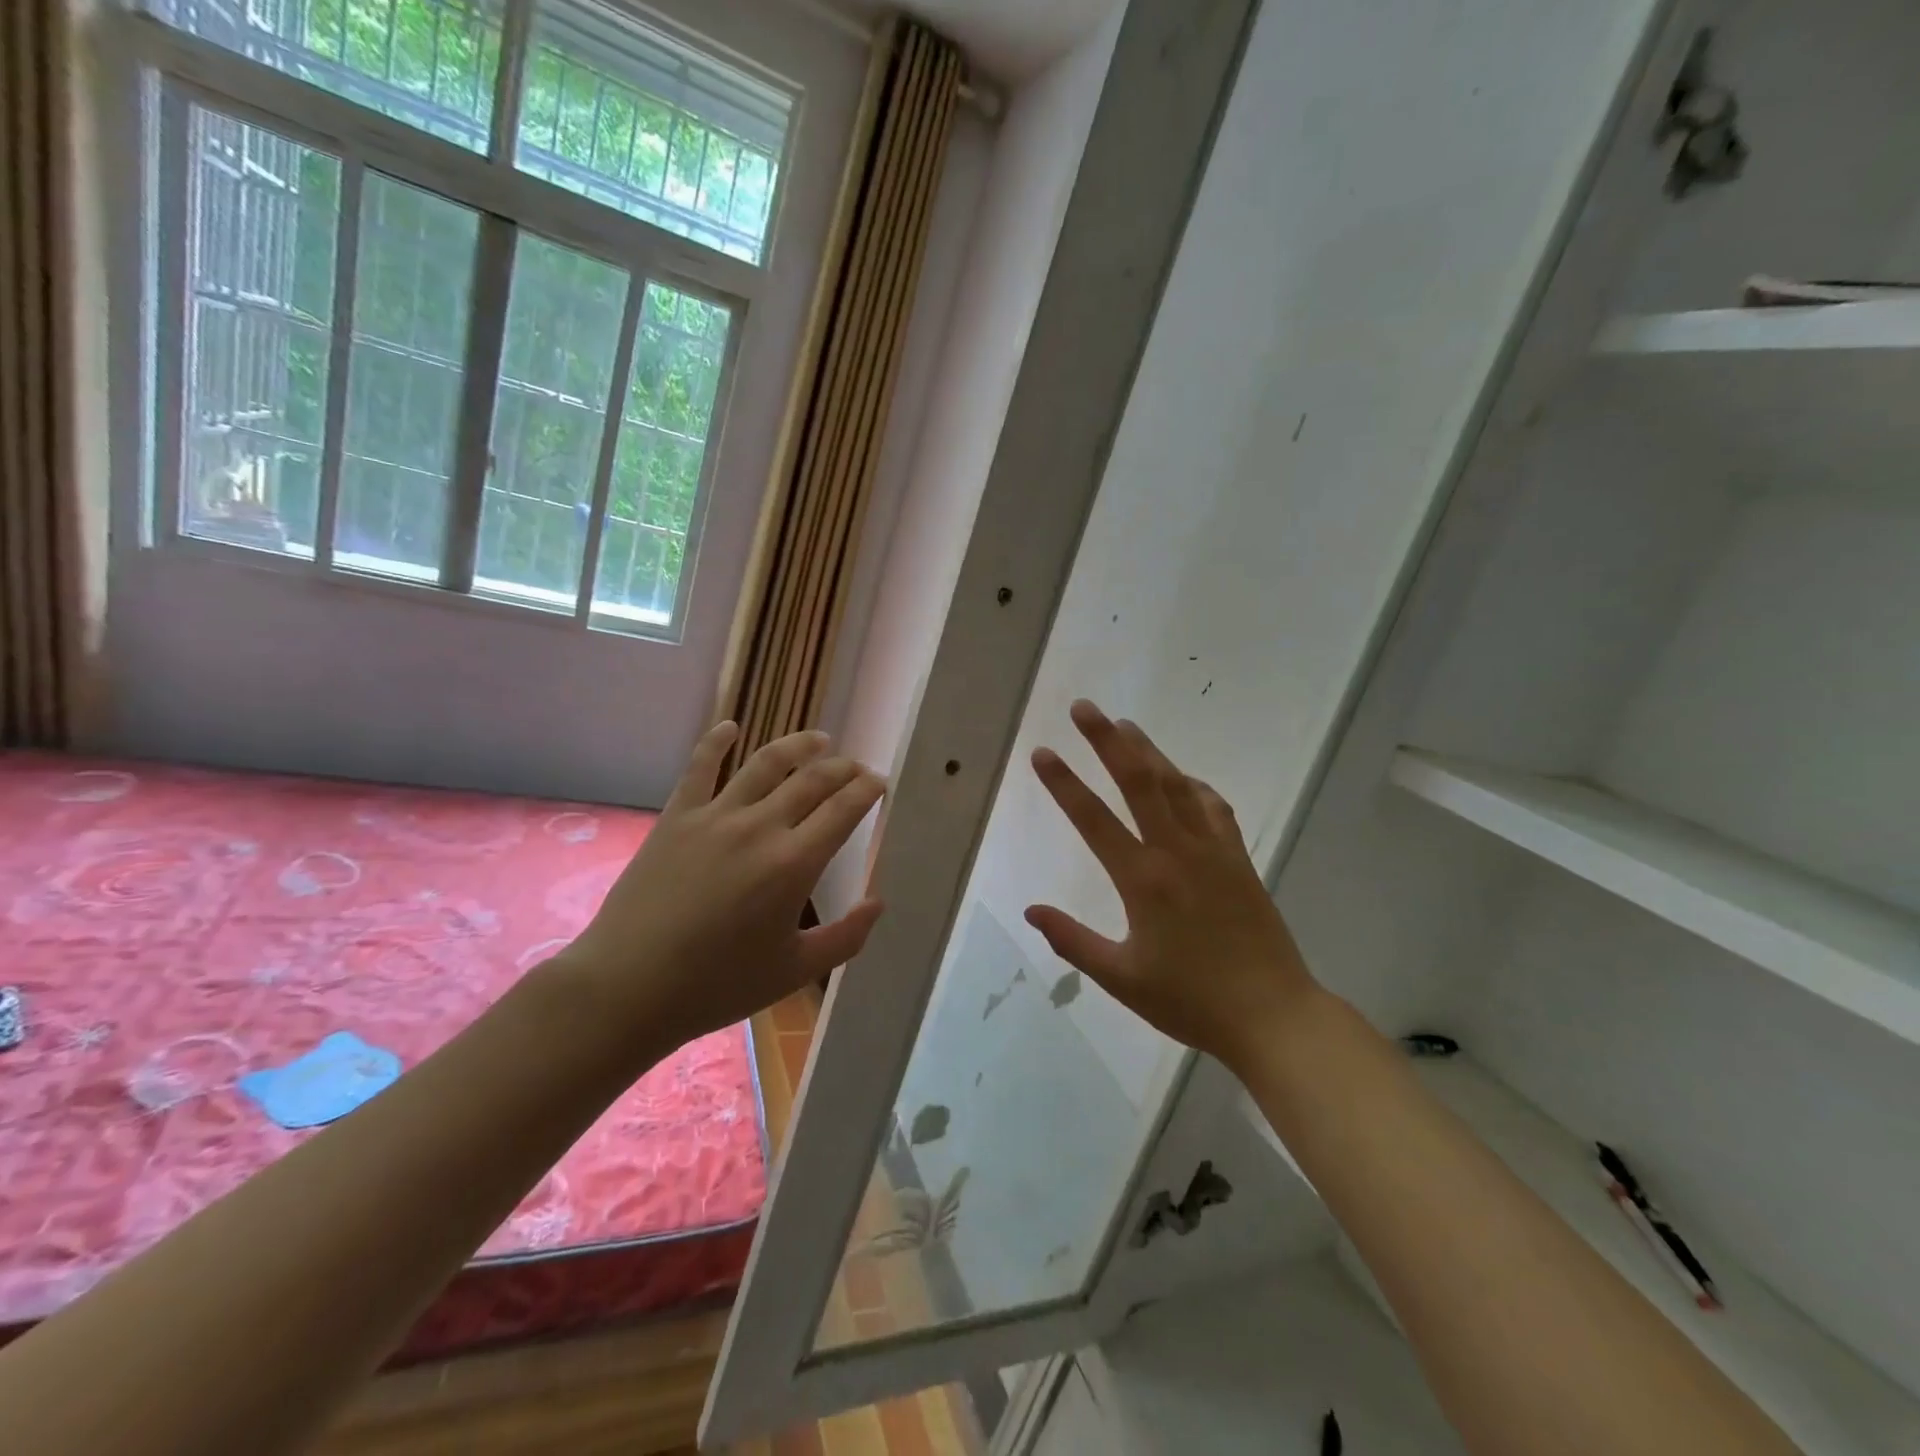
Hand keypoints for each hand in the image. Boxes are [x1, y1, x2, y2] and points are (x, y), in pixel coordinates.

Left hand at [558, 722, 885, 1051]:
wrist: (629, 987)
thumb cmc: (717, 985)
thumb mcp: (794, 971)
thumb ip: (846, 937)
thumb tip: (878, 902)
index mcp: (794, 863)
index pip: (844, 808)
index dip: (868, 789)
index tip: (880, 782)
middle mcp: (760, 827)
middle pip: (813, 780)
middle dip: (843, 768)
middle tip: (856, 768)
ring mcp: (715, 816)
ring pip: (766, 763)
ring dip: (798, 745)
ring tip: (819, 739)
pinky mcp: (677, 817)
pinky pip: (699, 767)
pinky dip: (716, 741)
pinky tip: (730, 727)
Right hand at [1026, 700, 1317, 1075]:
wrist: (1273, 1016)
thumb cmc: (1190, 1001)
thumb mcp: (1121, 978)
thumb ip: (1072, 941)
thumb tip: (1031, 910)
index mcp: (1143, 881)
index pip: (1094, 820)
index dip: (1064, 784)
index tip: (1042, 752)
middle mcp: (1177, 852)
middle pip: (1139, 782)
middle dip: (1107, 741)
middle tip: (1084, 707)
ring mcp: (1213, 851)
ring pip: (1176, 785)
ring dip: (1148, 750)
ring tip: (1124, 724)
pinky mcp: (1238, 859)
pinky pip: (1212, 807)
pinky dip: (1191, 784)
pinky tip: (1180, 777)